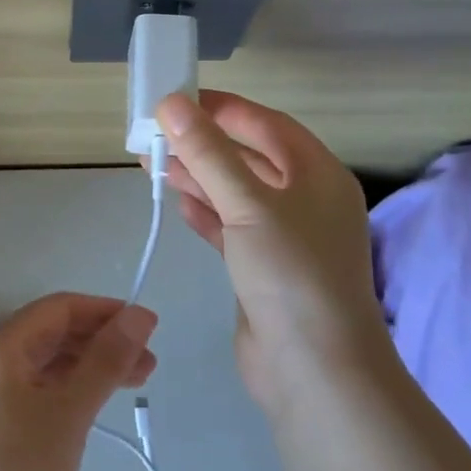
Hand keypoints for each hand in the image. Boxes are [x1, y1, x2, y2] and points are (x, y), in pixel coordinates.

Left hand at [0, 293, 157, 470]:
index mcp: (0, 348)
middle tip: (149, 363)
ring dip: (91, 366)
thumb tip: (140, 314)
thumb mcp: (69, 412)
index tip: (147, 328)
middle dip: (102, 341)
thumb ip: (106, 360)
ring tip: (135, 383)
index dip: (104, 311)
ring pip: (50, 364)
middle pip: (54, 334)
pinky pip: (41, 390)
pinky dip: (73, 390)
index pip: (59, 309)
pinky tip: (97, 404)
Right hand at [155, 90, 393, 414]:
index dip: (223, 108)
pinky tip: (178, 204)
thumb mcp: (248, 205)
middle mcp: (306, 200)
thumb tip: (172, 103)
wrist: (315, 372)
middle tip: (154, 134)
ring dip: (198, 178)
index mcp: (318, 174)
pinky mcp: (264, 269)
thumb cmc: (291, 274)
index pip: (266, 124)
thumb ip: (208, 153)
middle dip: (202, 145)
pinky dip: (205, 213)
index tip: (178, 99)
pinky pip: (231, 228)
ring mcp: (286, 237)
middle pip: (249, 157)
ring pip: (235, 193)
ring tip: (153, 164)